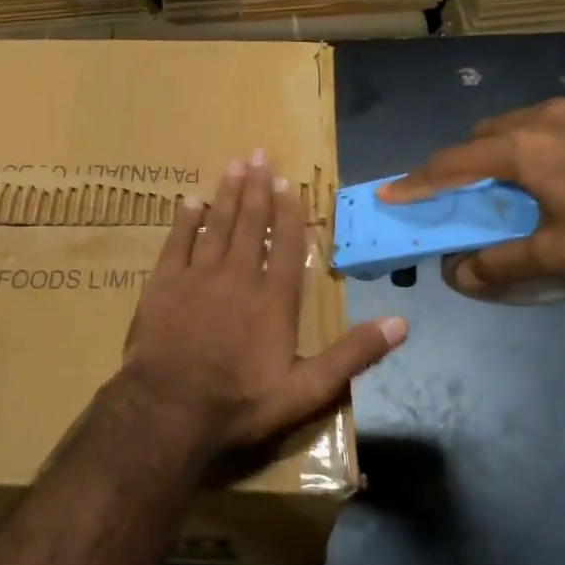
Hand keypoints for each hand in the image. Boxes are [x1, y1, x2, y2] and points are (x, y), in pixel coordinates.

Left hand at [117, 149, 406, 462]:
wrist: (170, 410)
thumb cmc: (240, 402)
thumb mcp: (307, 390)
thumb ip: (352, 355)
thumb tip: (401, 324)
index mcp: (274, 299)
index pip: (287, 245)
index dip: (288, 212)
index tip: (287, 182)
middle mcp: (238, 277)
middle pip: (250, 224)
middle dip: (256, 188)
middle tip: (258, 154)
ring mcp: (198, 277)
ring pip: (216, 225)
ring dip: (226, 195)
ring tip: (233, 166)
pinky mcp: (163, 284)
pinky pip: (177, 243)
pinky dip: (185, 221)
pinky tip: (190, 202)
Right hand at [378, 99, 564, 293]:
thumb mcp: (561, 252)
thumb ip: (503, 264)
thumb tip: (459, 276)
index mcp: (521, 150)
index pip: (451, 165)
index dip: (416, 182)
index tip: (389, 193)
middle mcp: (537, 118)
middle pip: (479, 139)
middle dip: (461, 165)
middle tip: (462, 196)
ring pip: (510, 125)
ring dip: (496, 151)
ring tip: (510, 184)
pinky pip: (541, 122)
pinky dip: (527, 143)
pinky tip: (554, 169)